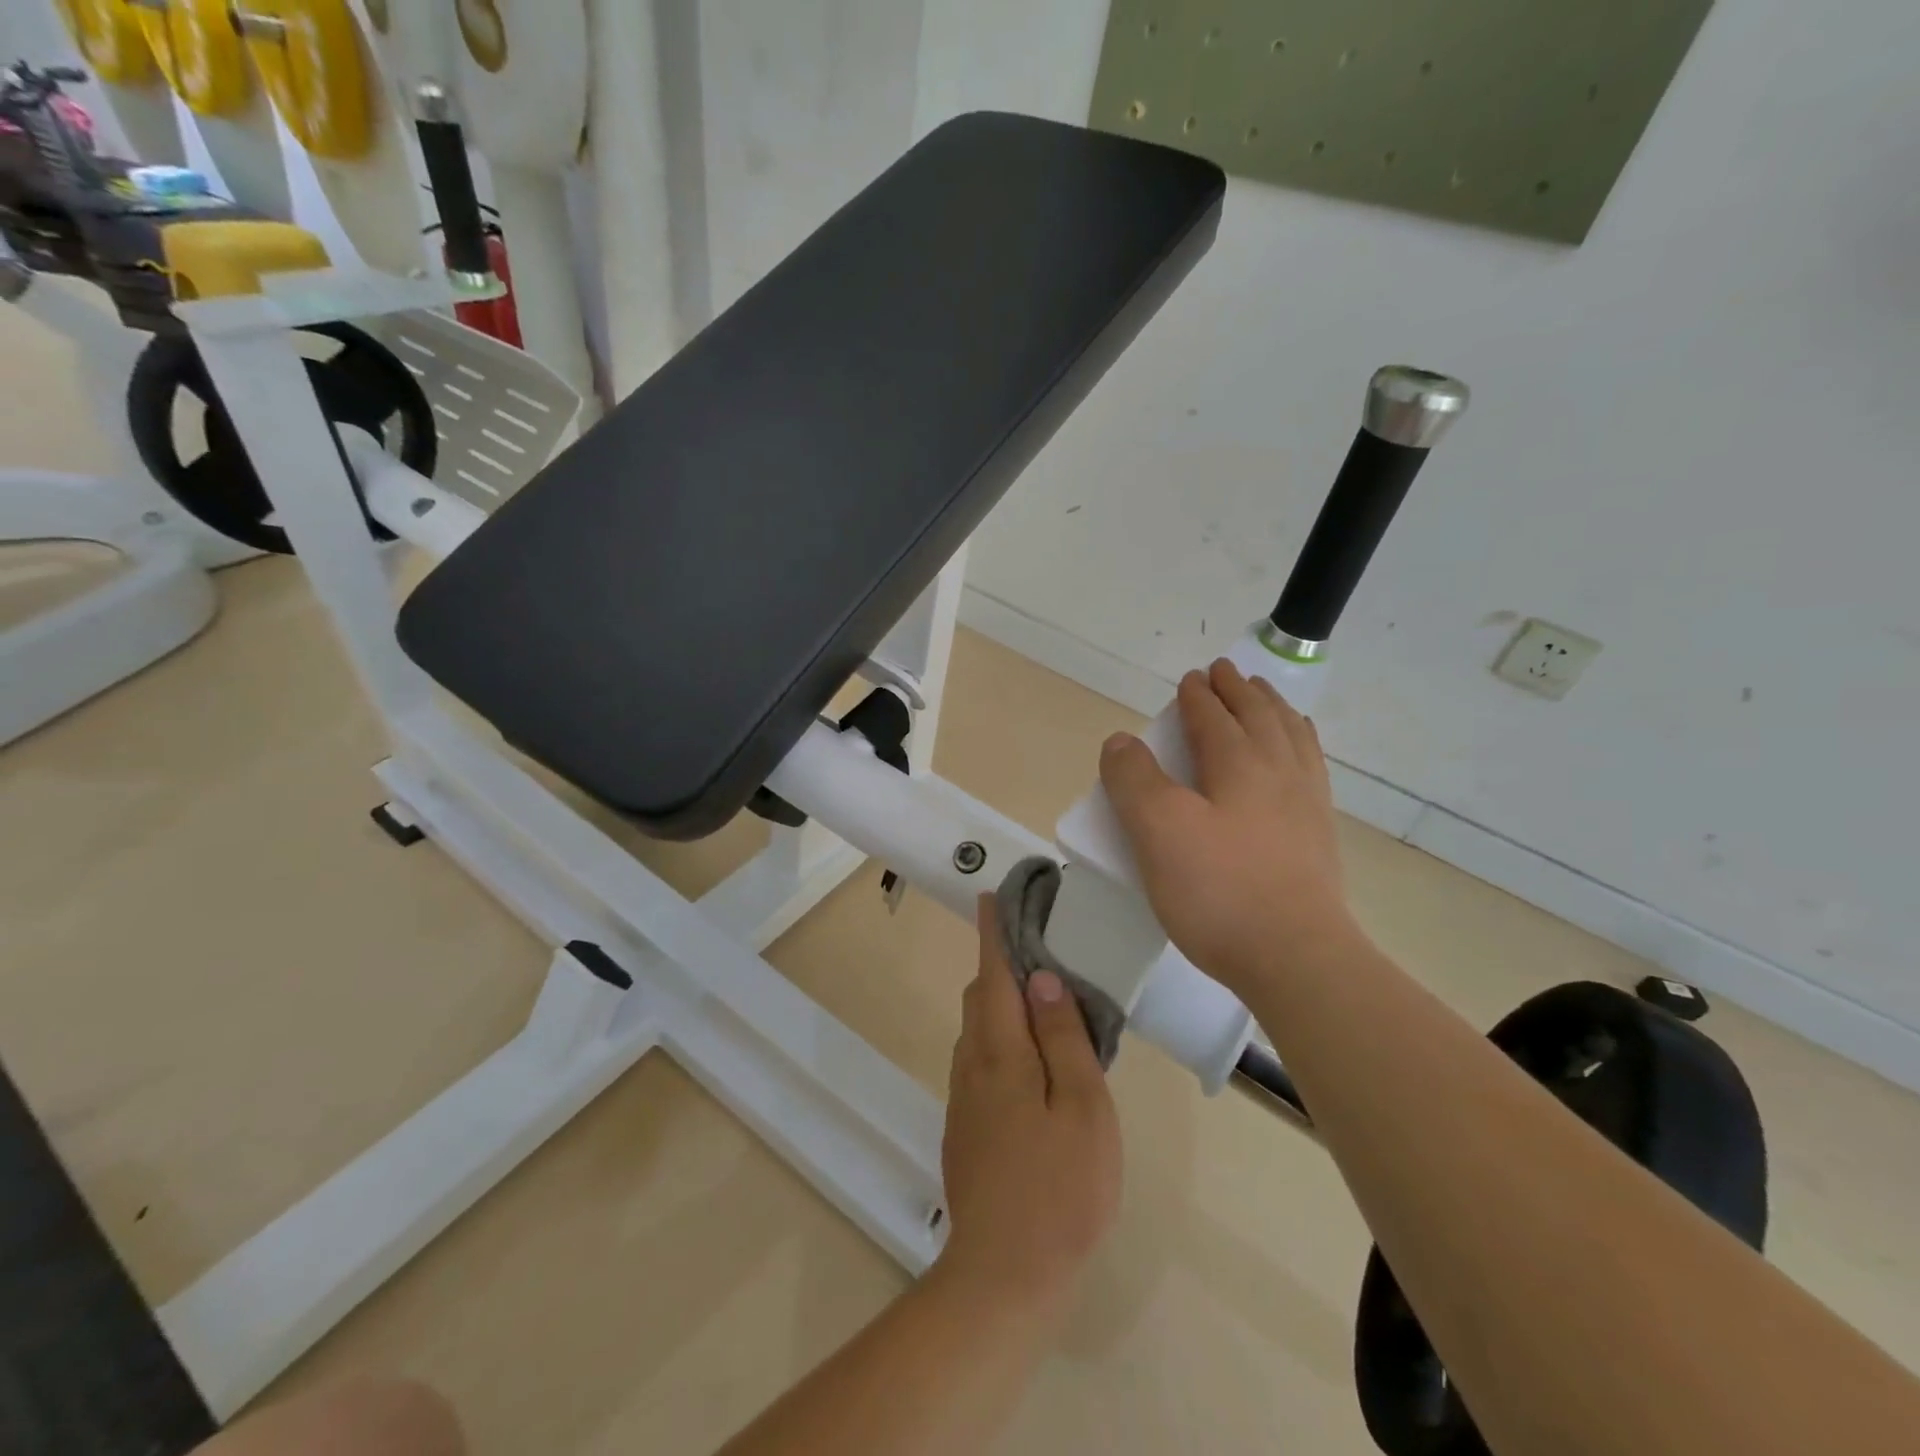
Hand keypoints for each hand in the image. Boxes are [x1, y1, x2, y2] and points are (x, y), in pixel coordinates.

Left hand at [939, 899, 1121, 1313]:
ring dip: (1003, 1003)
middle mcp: (972, 1065)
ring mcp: (964, 1098)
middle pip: (982, 997)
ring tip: (1045, 1005)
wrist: (1003, 1275)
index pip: (994, 973)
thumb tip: (1041, 978)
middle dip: (1001, 965)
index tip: (992, 896)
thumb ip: (1063, 1037)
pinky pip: (981, 1062)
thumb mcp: (1082, 1108)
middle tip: (1042, 953)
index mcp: (1001, 1052)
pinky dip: (1002, 1039)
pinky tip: (1033, 1064)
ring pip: (979, 1030)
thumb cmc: (1059, 1188)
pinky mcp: (965, 1127)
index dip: (993, 932)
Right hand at [1098, 658, 1350, 990]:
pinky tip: (1297, 754)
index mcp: (1239, 764)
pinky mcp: (1318, 836)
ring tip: (1264, 698)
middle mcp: (1278, 771)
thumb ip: (1134, 780)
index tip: (1189, 679)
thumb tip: (1121, 740)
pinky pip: (1312, 767)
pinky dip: (1301, 743)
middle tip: (1226, 672)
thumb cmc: (1218, 890)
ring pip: (1291, 737)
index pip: (1214, 716)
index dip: (1197, 695)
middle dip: (1238, 691)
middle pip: (1258, 716)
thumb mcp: (1158, 831)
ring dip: (1273, 709)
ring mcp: (1306, 803)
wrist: (1296, 957)